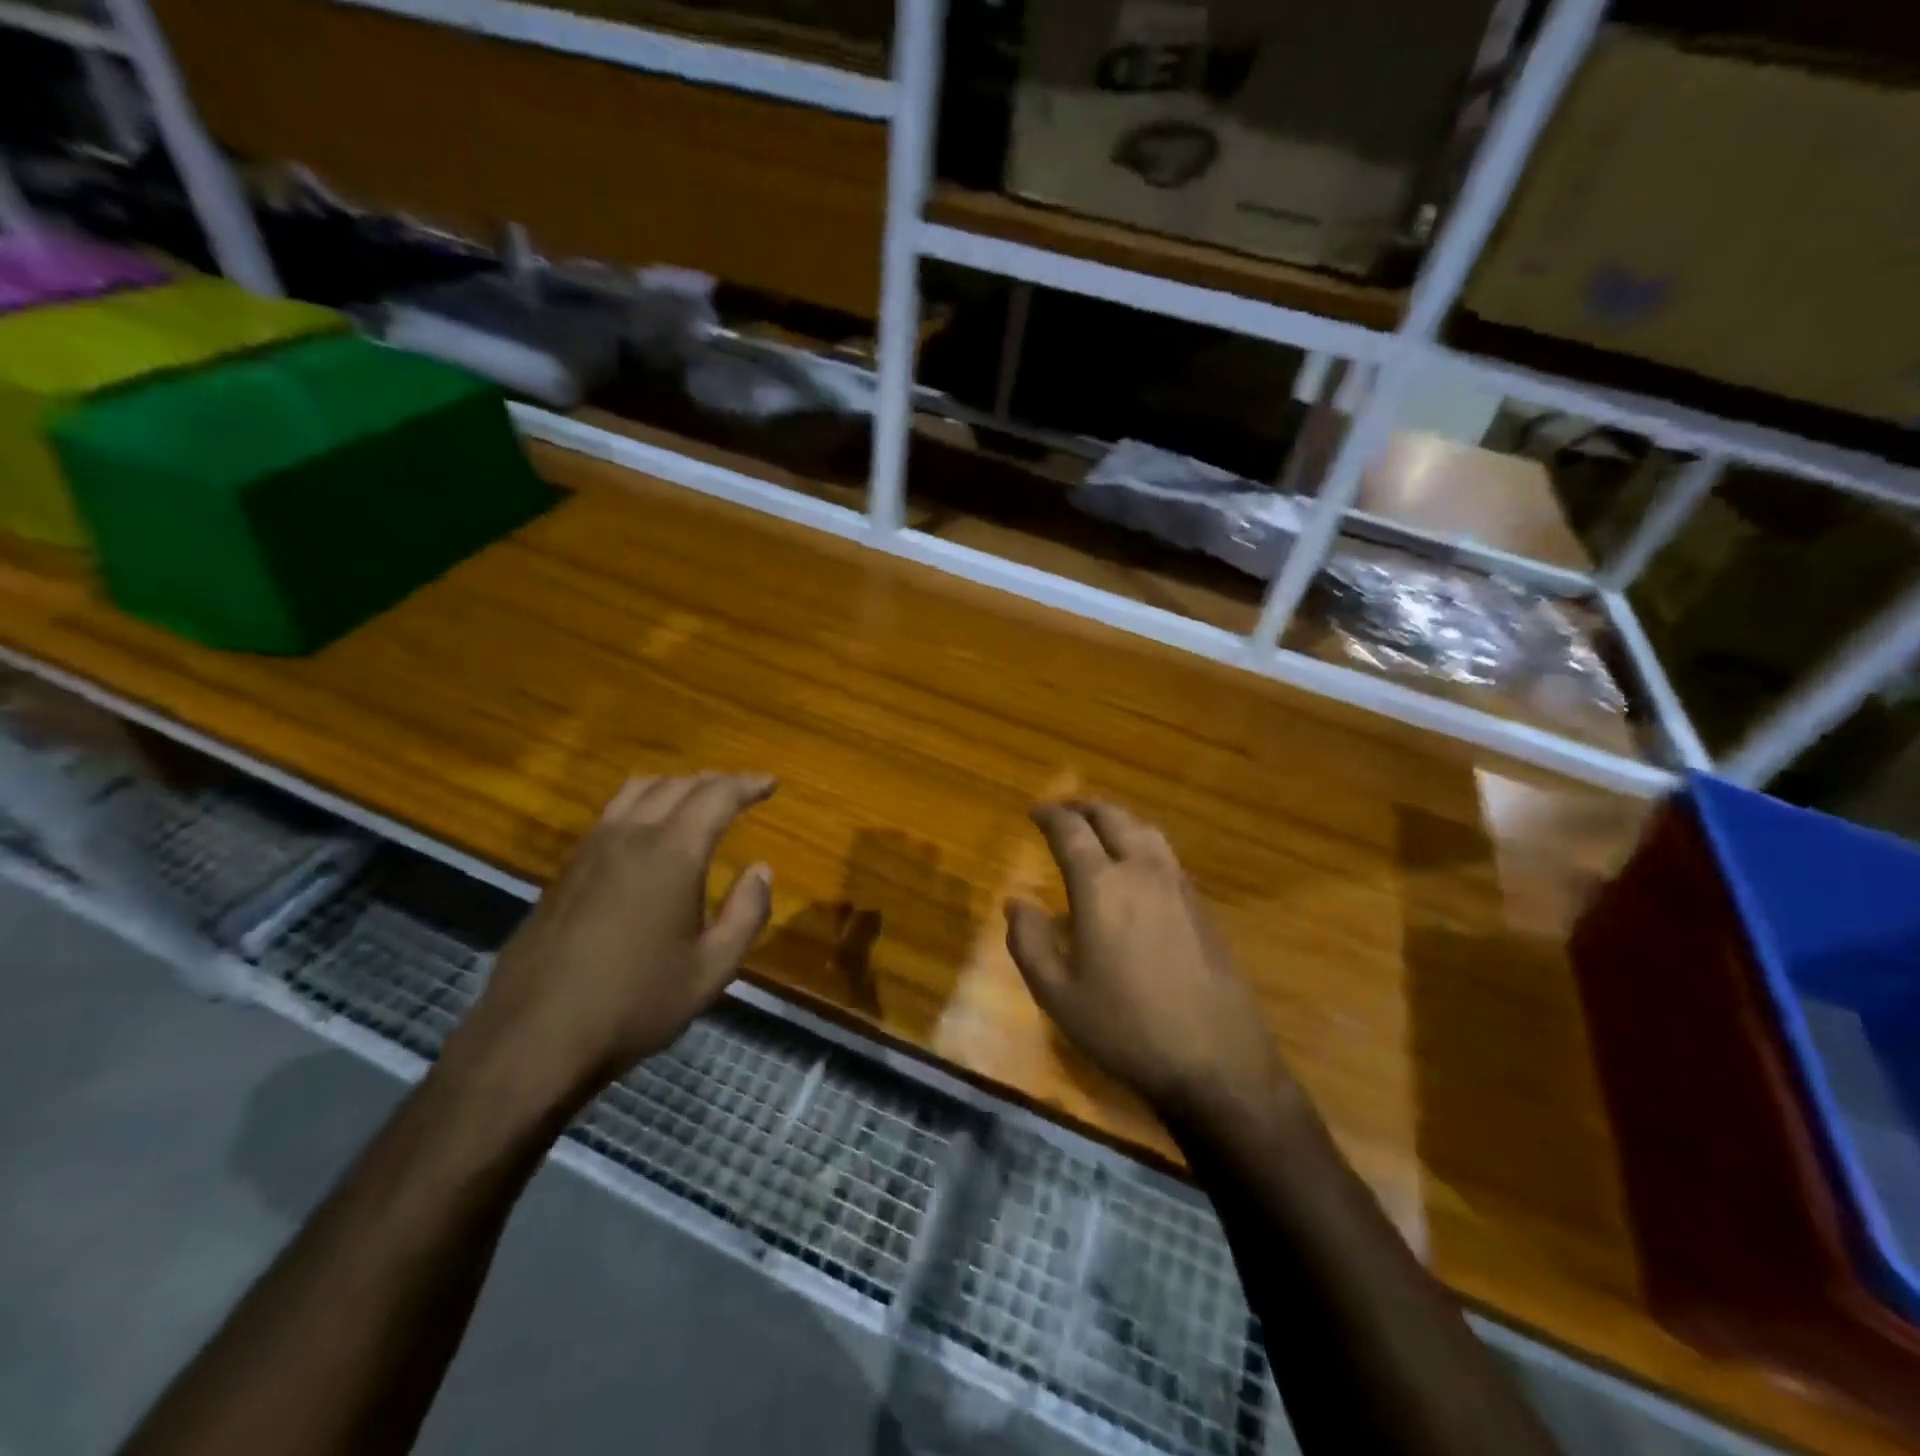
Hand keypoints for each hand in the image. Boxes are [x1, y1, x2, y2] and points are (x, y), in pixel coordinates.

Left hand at [450, 772, 777, 1113]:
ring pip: (638, 790)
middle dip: (715, 781)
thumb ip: (747, 913)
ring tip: (696, 799)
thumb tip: (761, 870)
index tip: (771, 783)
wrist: (533, 1038)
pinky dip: (642, 803)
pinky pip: (611, 813)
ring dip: (675, 785)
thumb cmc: (636, 1003)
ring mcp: (591, 849)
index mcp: (672, 853)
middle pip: (677, 785)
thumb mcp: (712, 969)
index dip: (747, 784)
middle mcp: (630, 836)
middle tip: (741, 791)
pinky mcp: (565, 870)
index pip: (716, 796)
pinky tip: (647, 830)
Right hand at [1006, 800, 1286, 1116]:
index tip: (1034, 811)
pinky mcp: (1202, 906)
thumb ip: (1029, 942)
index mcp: (1102, 886)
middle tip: (1063, 811)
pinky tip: (1136, 867)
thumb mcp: (1058, 995)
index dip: (1050, 815)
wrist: (1217, 1061)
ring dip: (1117, 819)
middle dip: (1084, 807)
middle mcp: (1142, 871)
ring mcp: (1179, 885)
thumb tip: (1015, 903)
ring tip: (1099, 829)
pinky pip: (1166, 854)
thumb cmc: (1126, 1028)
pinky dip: (1142, 842)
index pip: (1071, 831)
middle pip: (1113, 817)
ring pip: (1146, 829)